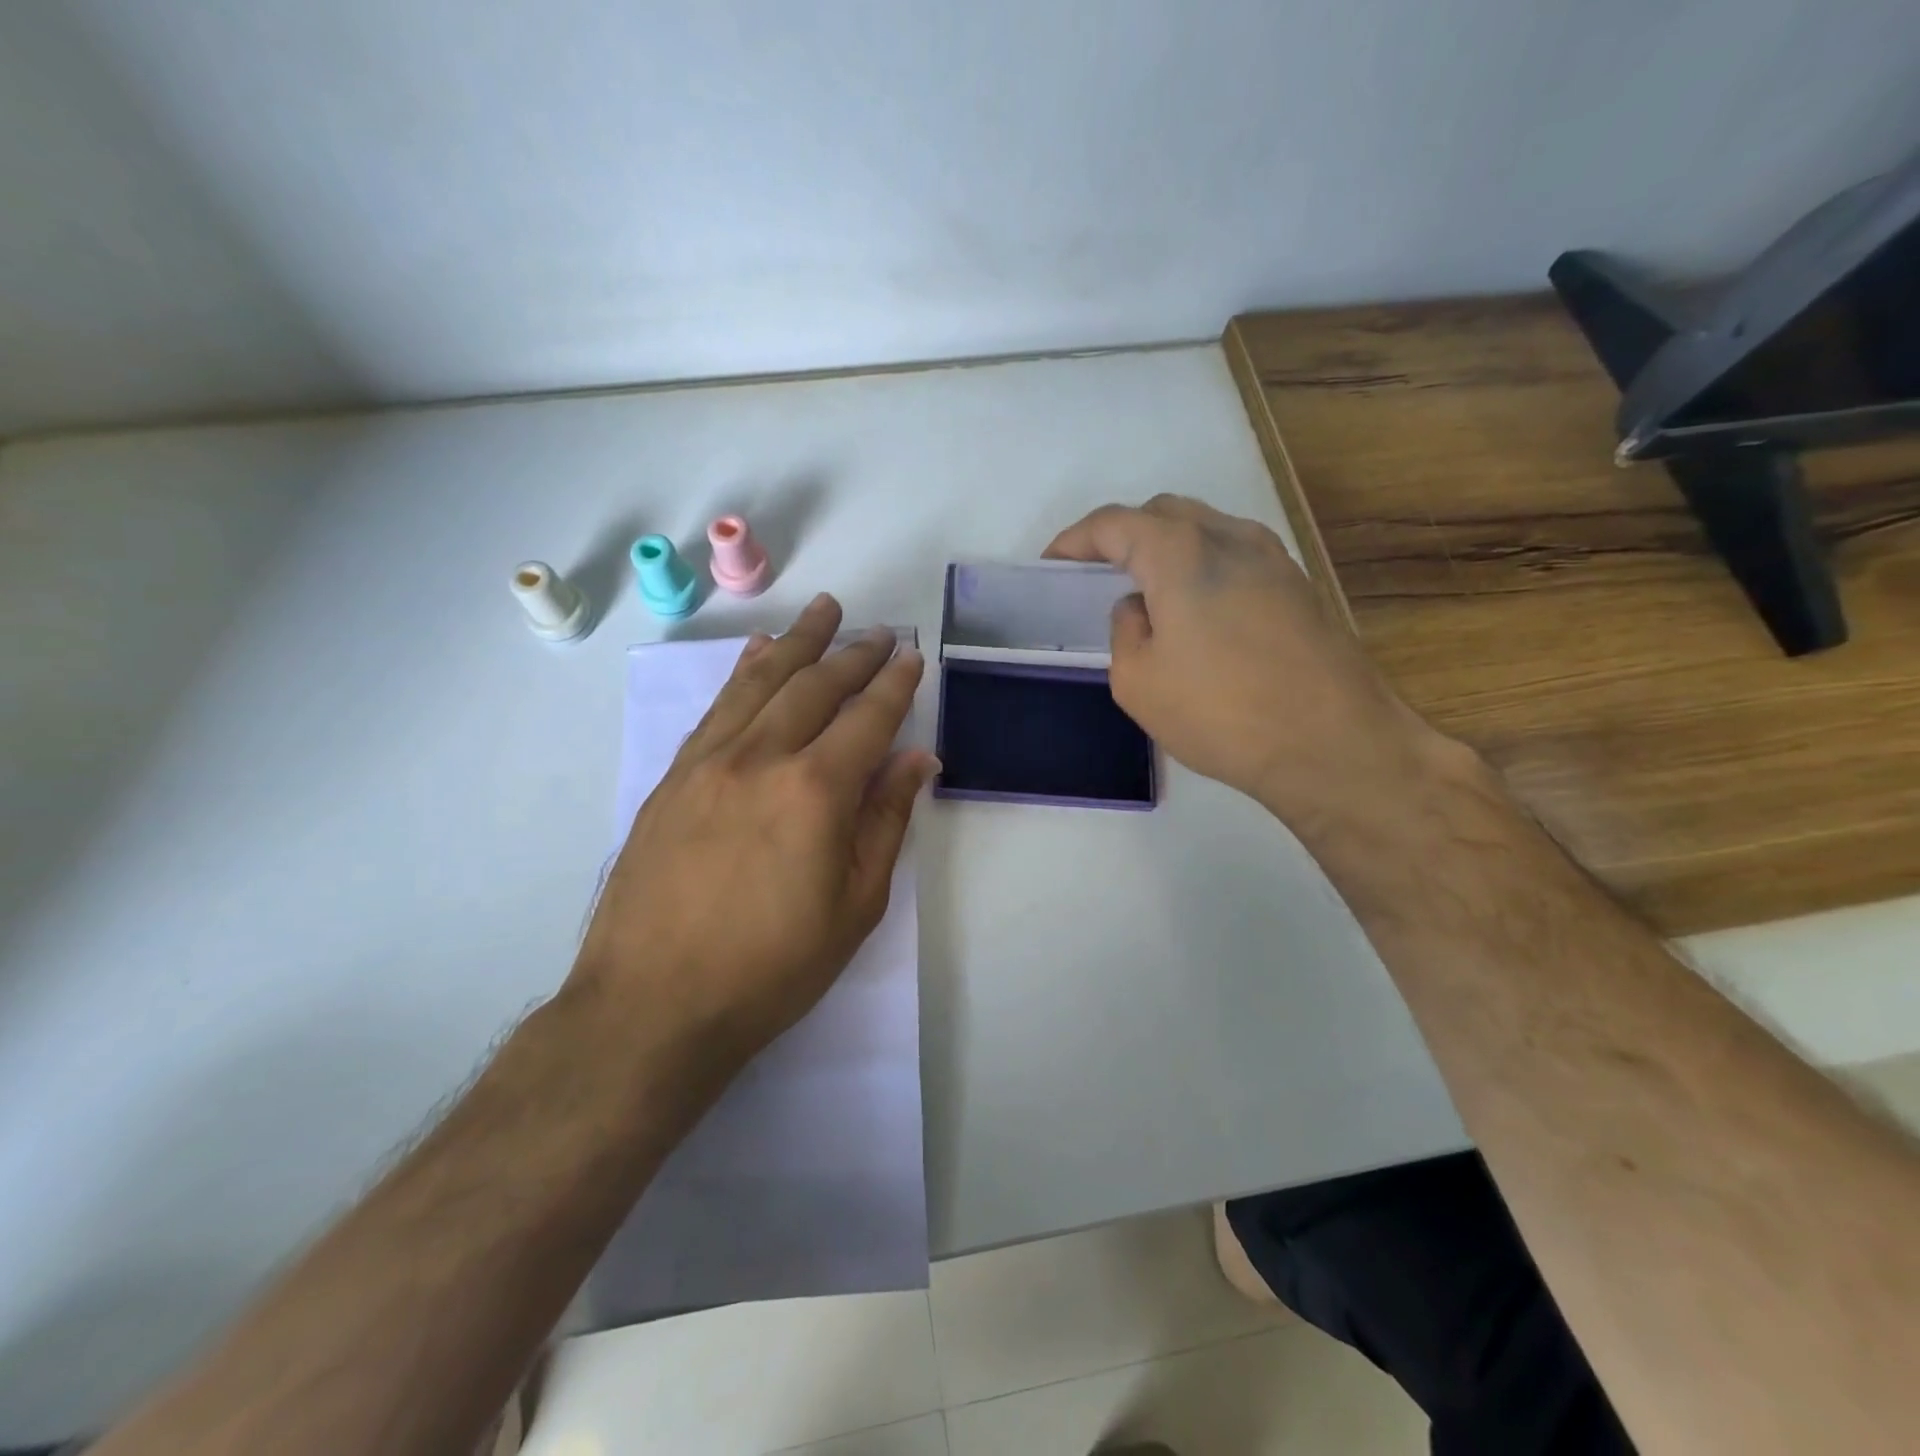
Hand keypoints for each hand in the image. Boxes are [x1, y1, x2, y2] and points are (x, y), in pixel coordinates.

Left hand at [571, 594, 935, 1073]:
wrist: (653, 1003)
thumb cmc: (772, 967)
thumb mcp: (855, 905)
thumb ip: (886, 822)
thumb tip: (917, 761)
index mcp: (815, 791)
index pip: (867, 718)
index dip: (894, 684)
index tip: (910, 656)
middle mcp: (762, 758)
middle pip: (815, 687)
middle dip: (853, 654)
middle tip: (877, 631)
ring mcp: (709, 762)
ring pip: (761, 683)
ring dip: (798, 643)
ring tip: (823, 611)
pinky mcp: (673, 777)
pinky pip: (717, 708)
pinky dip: (744, 673)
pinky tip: (758, 656)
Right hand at [1045, 495, 1458, 834]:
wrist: (1332, 744)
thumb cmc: (1220, 712)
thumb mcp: (1137, 681)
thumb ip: (1125, 630)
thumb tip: (1140, 607)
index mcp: (1181, 552)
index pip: (1113, 524)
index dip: (1074, 540)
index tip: (1051, 564)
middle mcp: (1230, 537)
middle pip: (1163, 514)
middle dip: (1122, 536)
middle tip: (1096, 574)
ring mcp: (1273, 558)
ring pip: (1205, 530)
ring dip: (1166, 549)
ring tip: (1146, 591)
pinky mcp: (1299, 586)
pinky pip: (1235, 556)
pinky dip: (1201, 567)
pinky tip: (1196, 611)